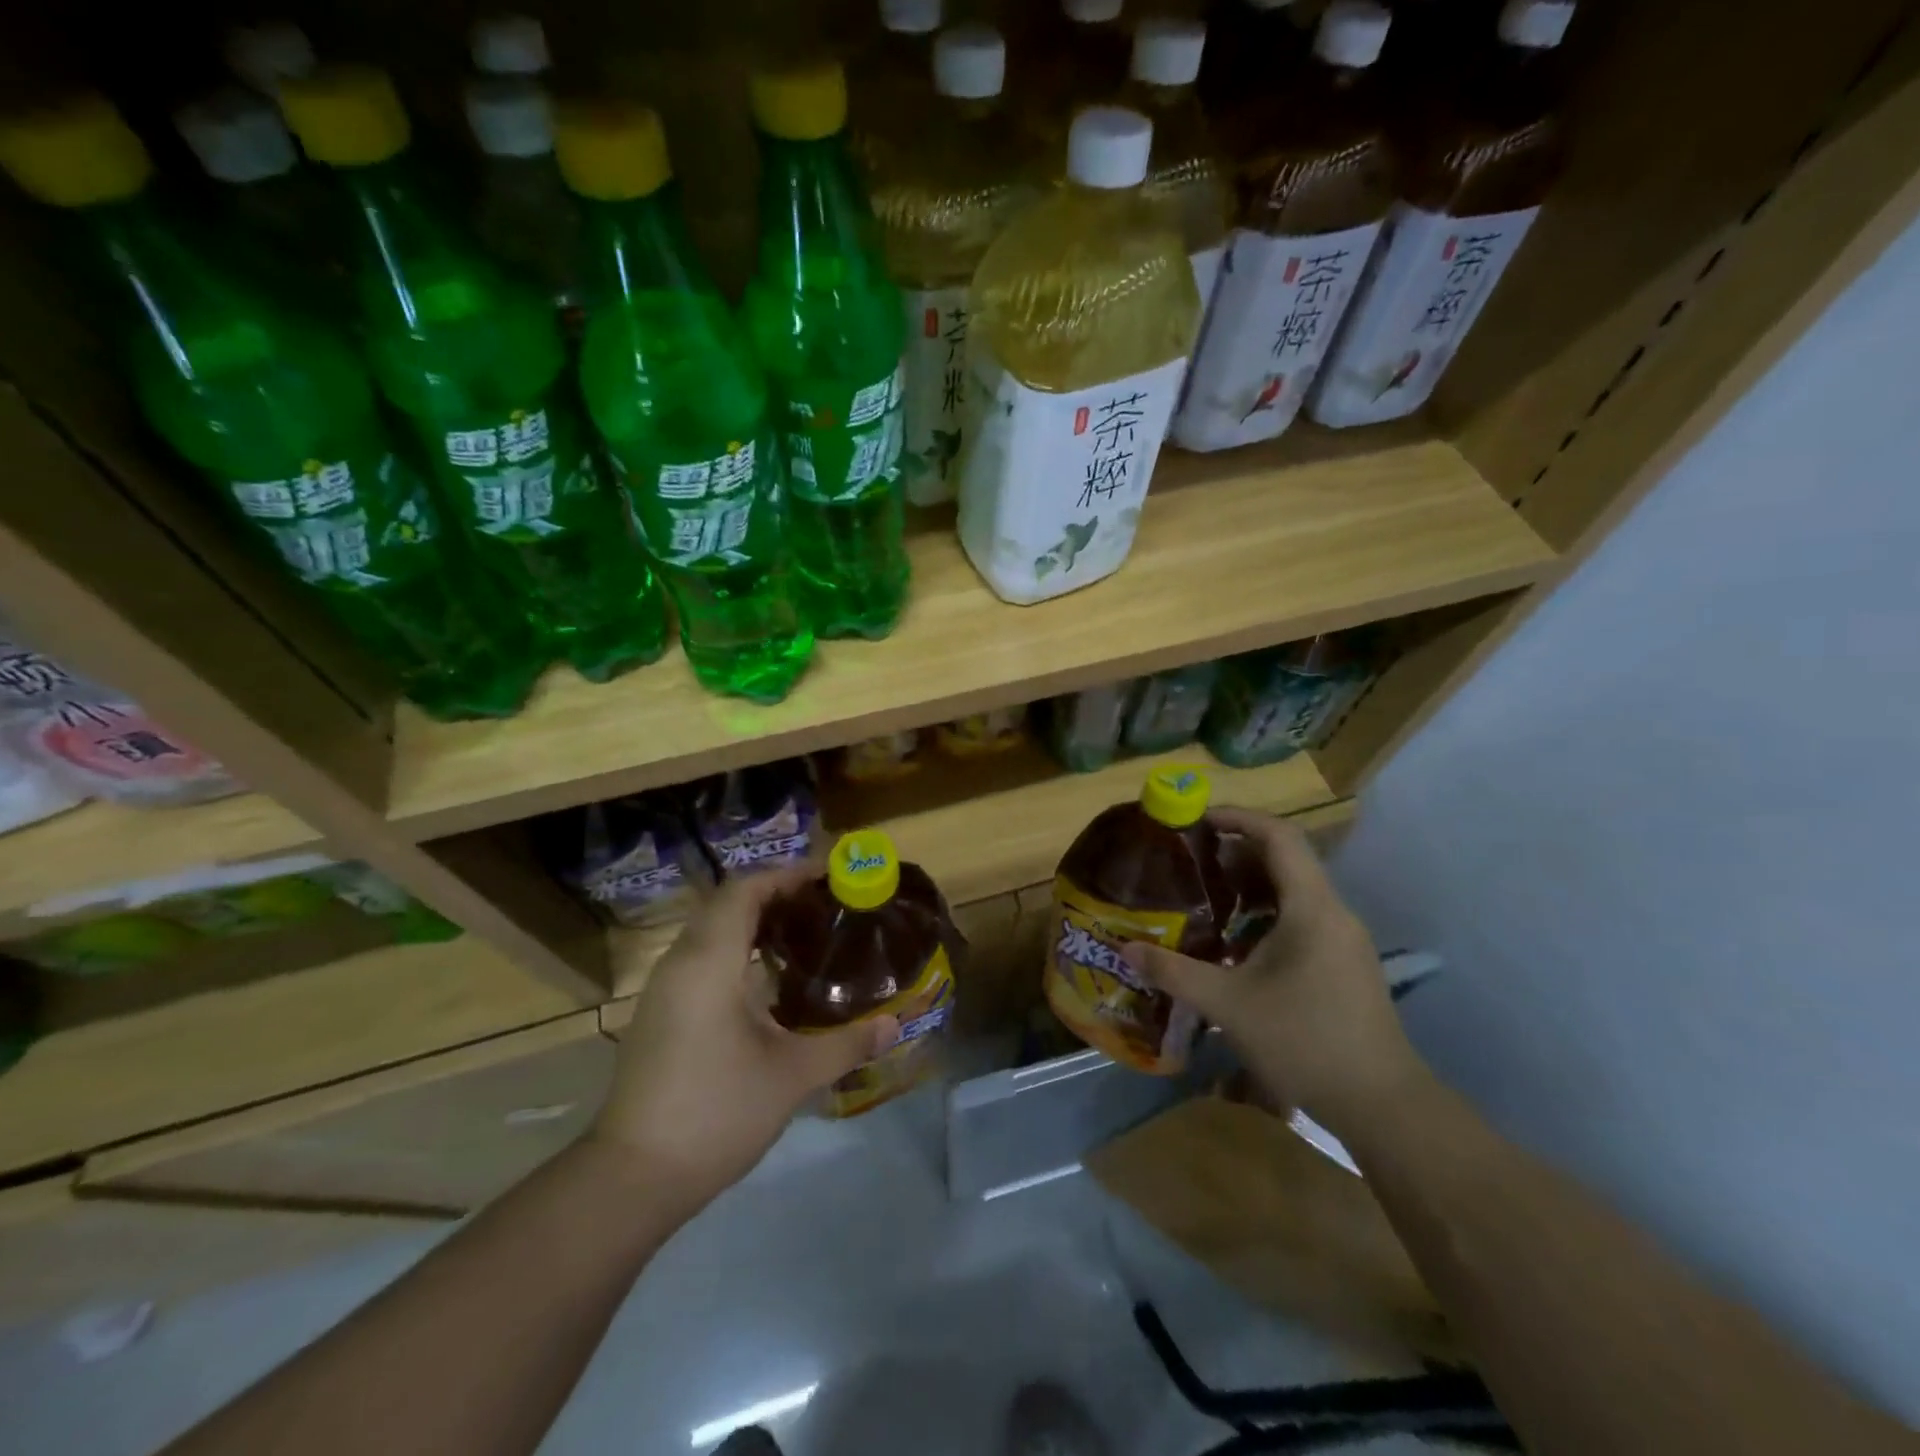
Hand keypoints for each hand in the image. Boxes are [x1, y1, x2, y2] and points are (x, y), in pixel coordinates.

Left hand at [590, 866, 896, 1213]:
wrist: (631, 1178)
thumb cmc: (715, 1111)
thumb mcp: (791, 1076)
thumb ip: (846, 1044)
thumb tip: (895, 1025)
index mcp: (708, 962)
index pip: (744, 890)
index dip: (786, 874)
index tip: (829, 876)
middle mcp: (681, 963)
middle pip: (727, 904)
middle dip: (776, 894)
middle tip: (825, 903)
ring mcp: (664, 989)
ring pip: (711, 930)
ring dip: (754, 921)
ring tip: (804, 932)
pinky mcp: (660, 1013)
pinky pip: (701, 957)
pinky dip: (737, 948)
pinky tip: (769, 978)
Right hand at [1121, 806, 1426, 1134]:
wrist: (1382, 1104)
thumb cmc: (1304, 1041)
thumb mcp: (1228, 1005)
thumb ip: (1174, 972)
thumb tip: (1127, 949)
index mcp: (1311, 907)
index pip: (1279, 836)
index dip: (1238, 817)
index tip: (1196, 818)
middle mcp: (1333, 912)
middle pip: (1286, 859)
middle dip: (1235, 851)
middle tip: (1189, 859)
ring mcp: (1343, 939)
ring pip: (1294, 890)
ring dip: (1250, 885)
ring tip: (1204, 895)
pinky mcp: (1344, 963)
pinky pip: (1301, 917)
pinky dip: (1266, 913)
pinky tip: (1236, 941)